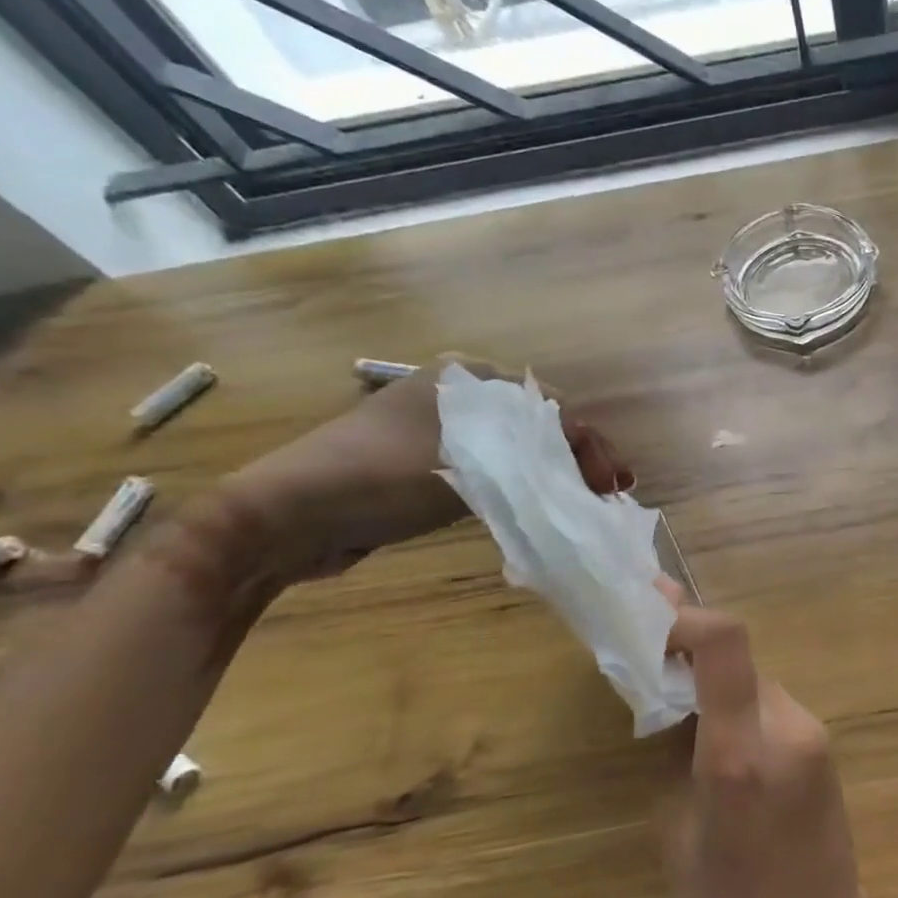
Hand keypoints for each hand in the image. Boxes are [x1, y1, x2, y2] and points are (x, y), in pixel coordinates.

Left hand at [224, 356, 629, 582]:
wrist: (286, 517)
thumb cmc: (383, 476)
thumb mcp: (472, 458)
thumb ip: (541, 451)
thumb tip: (595, 461)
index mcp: (464, 379)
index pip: (550, 407)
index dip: (589, 444)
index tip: (611, 484)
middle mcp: (453, 397)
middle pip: (535, 427)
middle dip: (574, 460)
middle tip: (603, 495)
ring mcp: (435, 432)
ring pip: (514, 451)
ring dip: (549, 476)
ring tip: (580, 504)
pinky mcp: (422, 468)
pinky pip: (488, 472)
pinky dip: (517, 489)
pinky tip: (534, 508)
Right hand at [656, 586, 897, 897]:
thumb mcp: (680, 838)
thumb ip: (678, 758)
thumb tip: (675, 708)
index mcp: (740, 751)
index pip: (726, 641)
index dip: (686, 616)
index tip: (647, 618)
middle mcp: (785, 726)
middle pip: (739, 658)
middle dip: (691, 652)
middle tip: (647, 661)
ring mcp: (812, 734)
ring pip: (754, 683)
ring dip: (715, 684)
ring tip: (677, 713)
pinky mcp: (824, 749)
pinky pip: (771, 709)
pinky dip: (739, 709)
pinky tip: (718, 747)